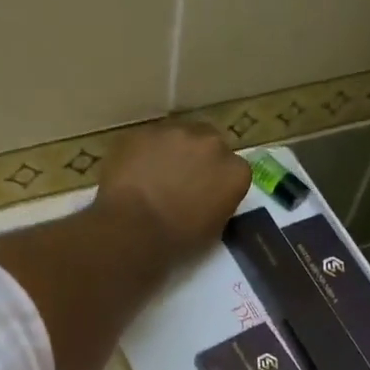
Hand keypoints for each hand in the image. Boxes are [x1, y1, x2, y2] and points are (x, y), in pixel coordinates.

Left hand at [95, 121, 250, 261]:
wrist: (134, 227)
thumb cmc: (177, 238)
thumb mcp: (212, 229)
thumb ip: (219, 205)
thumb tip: (209, 199)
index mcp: (235, 172)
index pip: (235, 169)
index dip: (219, 180)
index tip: (207, 193)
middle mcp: (212, 144)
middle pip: (210, 143)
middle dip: (199, 157)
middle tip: (181, 180)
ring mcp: (177, 132)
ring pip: (178, 136)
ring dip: (172, 151)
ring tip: (154, 175)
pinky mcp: (145, 130)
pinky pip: (149, 139)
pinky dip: (145, 151)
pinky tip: (134, 172)